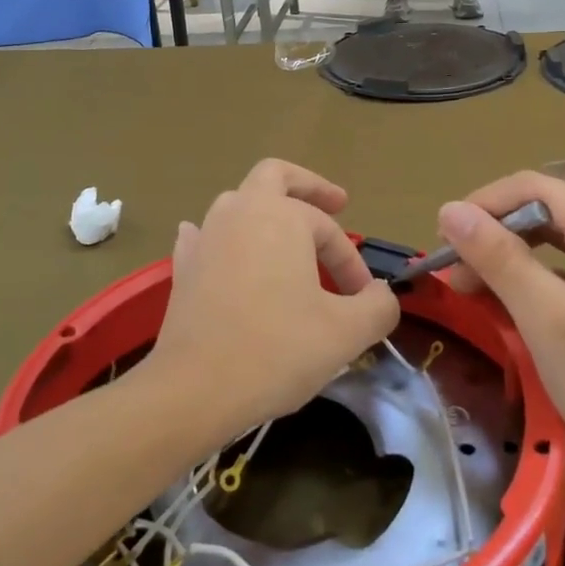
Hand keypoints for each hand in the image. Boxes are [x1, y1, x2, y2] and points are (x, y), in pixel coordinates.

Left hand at [146, 160, 400, 444]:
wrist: (195, 389)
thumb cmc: (276, 350)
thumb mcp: (346, 332)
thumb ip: (378, 306)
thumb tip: (381, 294)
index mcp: (281, 217)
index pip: (329, 231)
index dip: (352, 263)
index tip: (363, 300)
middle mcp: (240, 213)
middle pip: (274, 177)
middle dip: (308, 187)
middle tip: (335, 204)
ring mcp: (205, 238)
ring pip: (238, 203)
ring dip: (266, 212)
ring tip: (286, 236)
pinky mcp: (183, 268)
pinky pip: (204, 236)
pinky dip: (222, 238)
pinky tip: (224, 249)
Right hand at [436, 172, 564, 501]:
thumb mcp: (547, 321)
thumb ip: (498, 258)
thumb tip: (449, 209)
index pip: (534, 188)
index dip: (481, 207)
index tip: (443, 246)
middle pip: (547, 209)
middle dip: (494, 236)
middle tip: (454, 277)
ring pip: (559, 237)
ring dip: (513, 257)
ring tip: (475, 290)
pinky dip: (539, 277)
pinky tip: (515, 303)